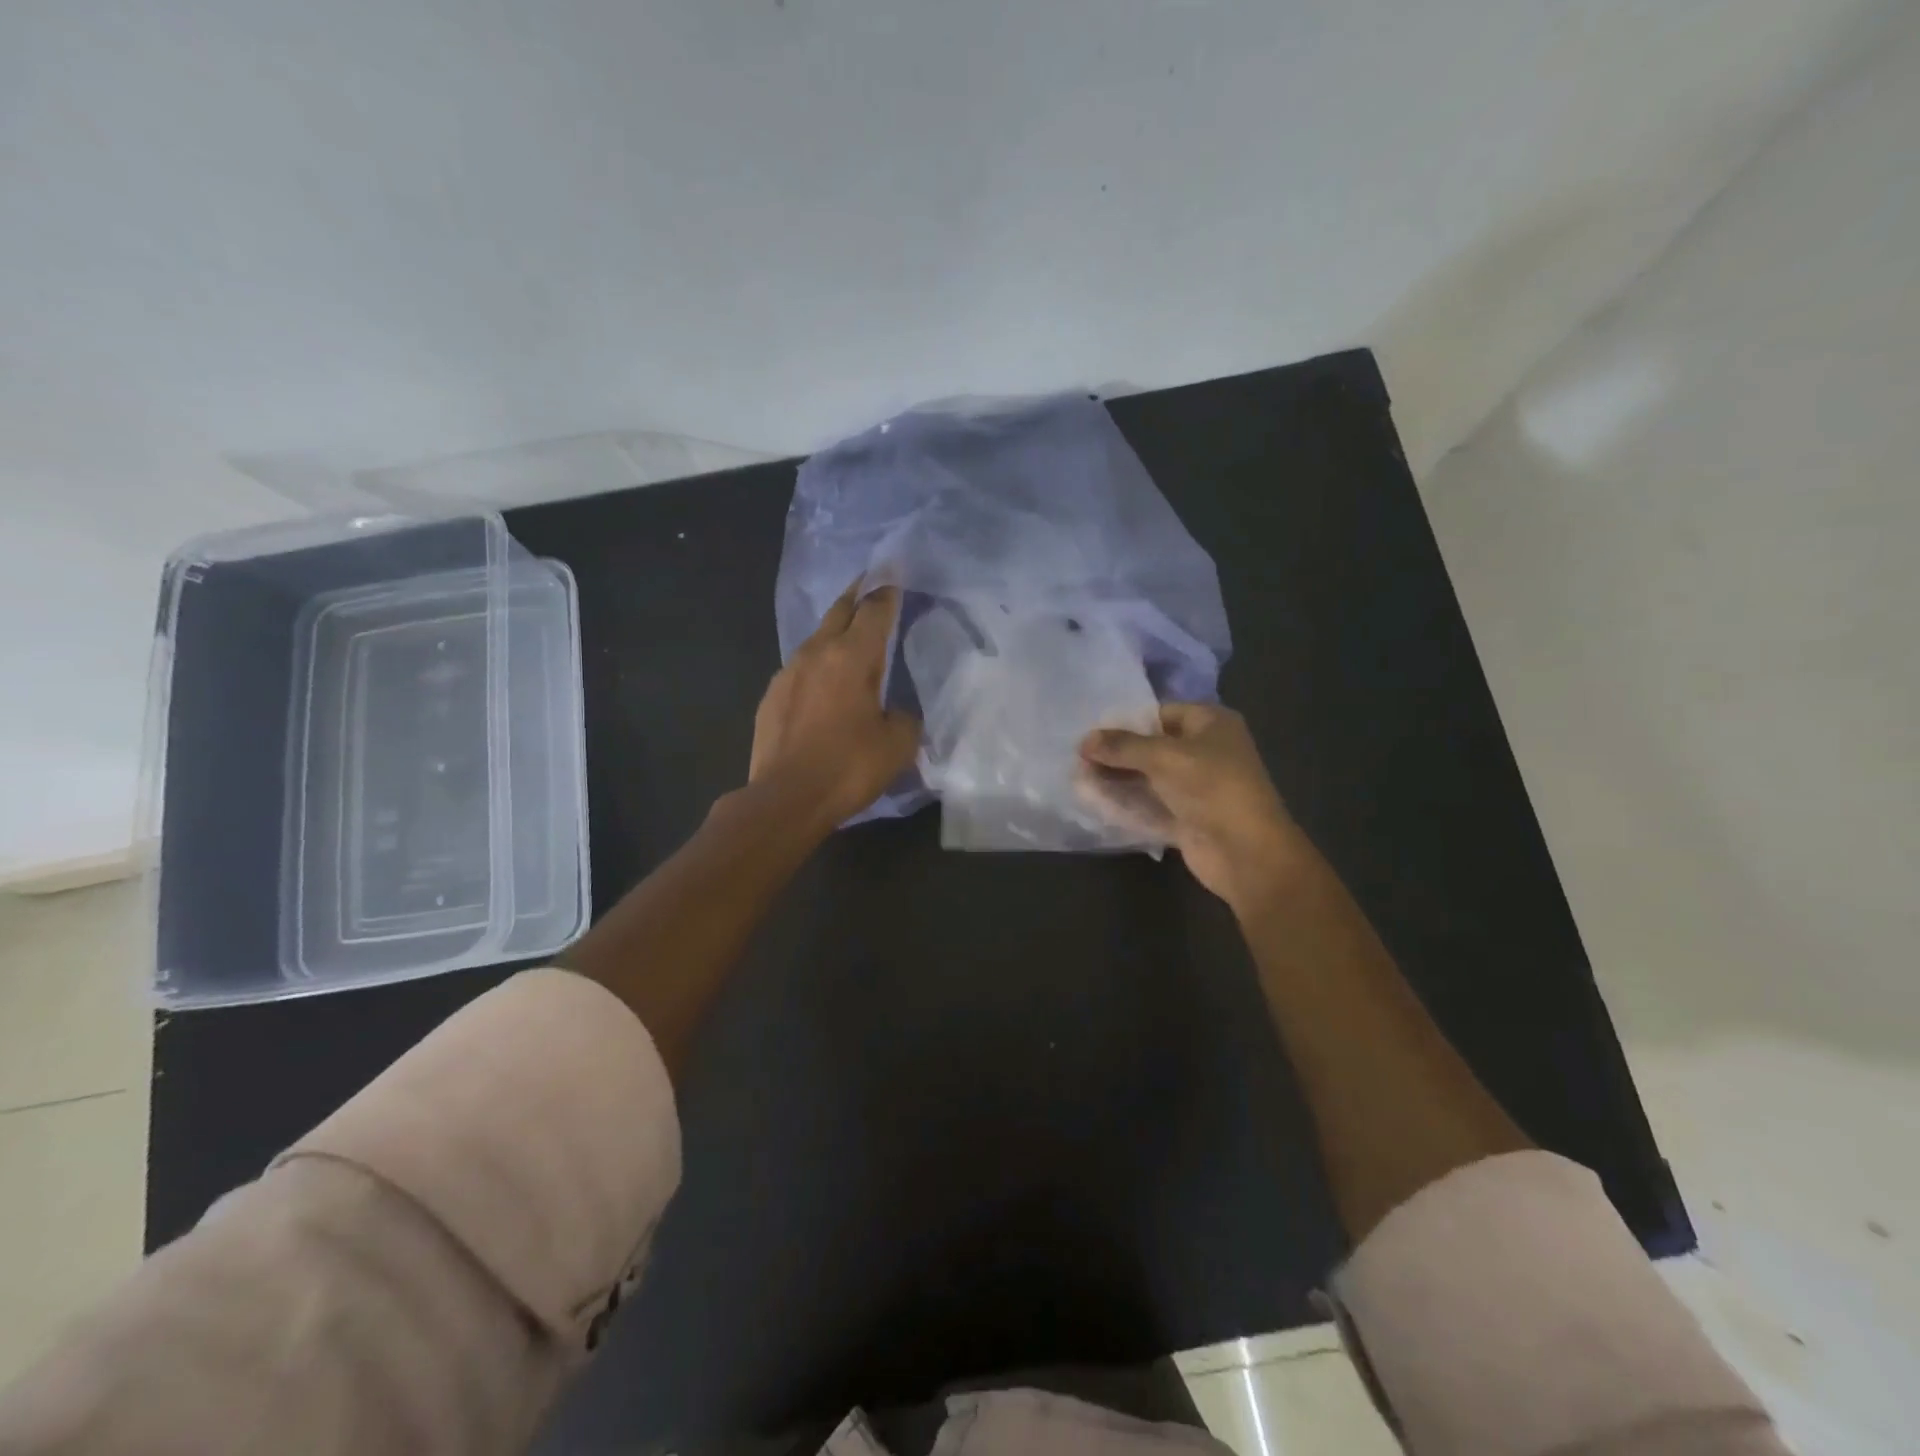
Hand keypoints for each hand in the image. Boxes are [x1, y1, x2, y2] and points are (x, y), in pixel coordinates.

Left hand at [750, 580, 919, 825]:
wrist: (785, 799)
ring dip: (836, 631)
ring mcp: (788, 673)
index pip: (875, 610)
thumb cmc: (848, 767)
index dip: (888, 590)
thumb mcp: (898, 745)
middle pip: (840, 610)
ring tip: (851, 635)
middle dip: (858, 594)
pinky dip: (817, 664)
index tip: (894, 572)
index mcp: (853, 657)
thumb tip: (896, 712)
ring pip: (817, 638)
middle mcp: (817, 653)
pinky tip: (824, 682)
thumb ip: (905, 718)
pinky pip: (800, 668)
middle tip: (872, 583)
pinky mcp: (771, 696)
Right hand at [1078, 703, 1305, 908]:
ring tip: (1079, 778)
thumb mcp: (1163, 757)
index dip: (1126, 721)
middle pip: (1152, 746)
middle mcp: (1206, 751)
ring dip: (1118, 778)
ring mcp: (1197, 787)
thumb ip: (1122, 746)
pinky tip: (1095, 801)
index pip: (1160, 714)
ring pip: (1149, 777)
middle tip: (1078, 758)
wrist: (1246, 851)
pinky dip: (1127, 803)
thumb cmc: (1211, 787)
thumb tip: (1083, 740)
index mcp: (1211, 724)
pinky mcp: (1187, 817)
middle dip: (1117, 752)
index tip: (1090, 732)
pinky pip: (1151, 805)